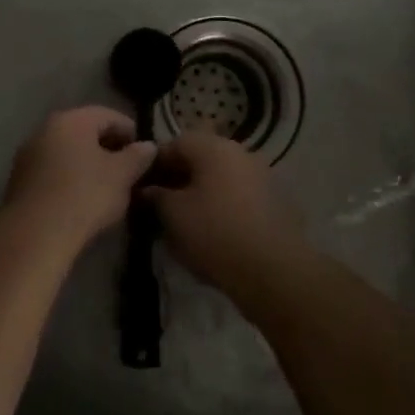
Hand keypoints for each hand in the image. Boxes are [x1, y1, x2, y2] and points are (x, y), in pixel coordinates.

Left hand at [2, 106, 157, 249]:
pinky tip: (81, 198)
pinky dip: (70, 177)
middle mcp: (45, 128)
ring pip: (67, 151)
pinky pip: (53, 170)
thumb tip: (148, 146)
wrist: (36, 233)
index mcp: (72, 120)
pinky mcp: (19, 179)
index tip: (144, 153)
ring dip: (88, 163)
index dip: (130, 131)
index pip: (108, 115)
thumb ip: (138, 156)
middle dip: (108, 147)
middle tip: (128, 170)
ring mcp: (28, 154)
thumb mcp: (122, 175)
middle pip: (85, 131)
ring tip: (107, 186)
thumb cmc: (85, 195)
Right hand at [143, 132, 310, 301]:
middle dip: (177, 178)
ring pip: (219, 177)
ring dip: (200, 192)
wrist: (273, 271)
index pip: (174, 143)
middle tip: (159, 205)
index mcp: (214, 147)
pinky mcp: (274, 201)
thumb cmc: (214, 233)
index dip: (153, 164)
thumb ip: (155, 195)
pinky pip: (237, 194)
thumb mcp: (172, 214)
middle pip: (200, 158)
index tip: (141, 187)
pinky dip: (221, 204)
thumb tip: (147, 189)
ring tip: (184, 220)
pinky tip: (212, 230)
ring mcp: (261, 175)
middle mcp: (240, 152)